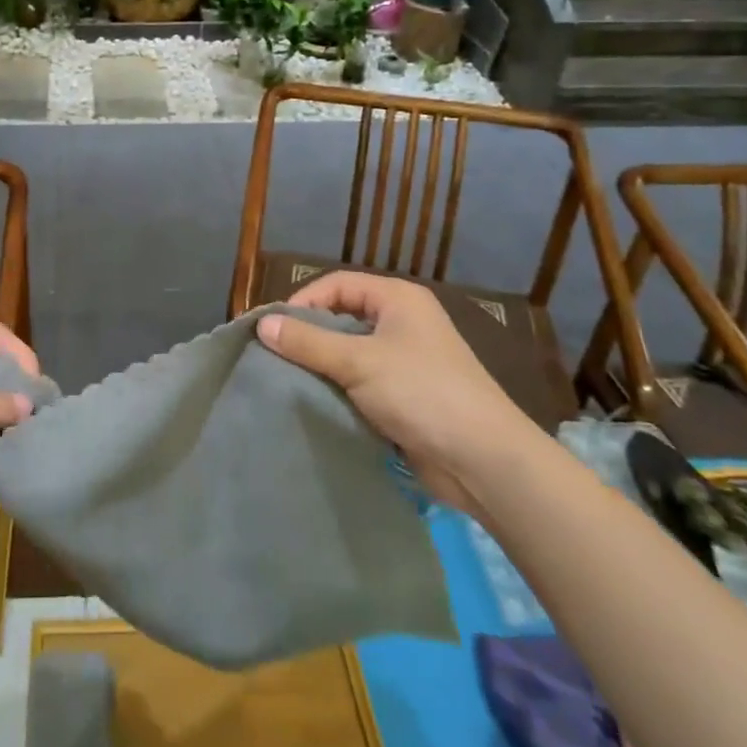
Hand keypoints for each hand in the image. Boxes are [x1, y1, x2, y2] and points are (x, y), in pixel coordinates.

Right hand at [257, 270, 534, 512]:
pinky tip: (316, 403)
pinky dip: (339, 390)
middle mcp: (402, 322)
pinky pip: (361, 383)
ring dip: (322, 366)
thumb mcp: (358, 362)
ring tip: (288, 381)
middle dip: (309, 336)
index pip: (336, 285)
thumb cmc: (421, 393)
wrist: (485, 461)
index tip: (273, 329)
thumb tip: (261, 324)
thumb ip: (308, 342)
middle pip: (341, 318)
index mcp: (398, 299)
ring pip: (349, 353)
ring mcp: (406, 361)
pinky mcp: (405, 397)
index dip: (302, 302)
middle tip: (275, 356)